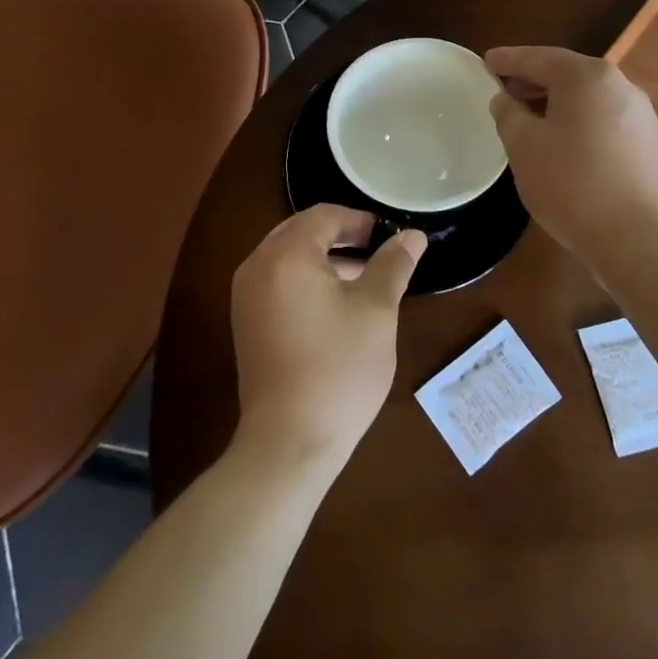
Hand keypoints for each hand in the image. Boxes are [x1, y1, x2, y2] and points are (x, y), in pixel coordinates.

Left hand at [229, 205, 426, 475]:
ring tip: (364, 281)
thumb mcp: (376, 312)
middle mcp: (257, 266)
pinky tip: (335, 307)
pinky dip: (306, 281)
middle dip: (341, 237)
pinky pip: (277, 282)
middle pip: (301, 232)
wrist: (288, 442)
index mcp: (286, 254)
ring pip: (288, 257)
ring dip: (325, 260)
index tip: (389, 237)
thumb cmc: (338, 369)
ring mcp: (245, 296)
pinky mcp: (246, 322)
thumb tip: (412, 235)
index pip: (324, 216)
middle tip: (378, 254)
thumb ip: (393, 265)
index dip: (359, 220)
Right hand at [486, 45, 657, 266]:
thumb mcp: (523, 145)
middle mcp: (619, 85)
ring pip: (586, 96)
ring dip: (554, 101)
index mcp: (587, 76)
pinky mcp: (647, 141)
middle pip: (566, 73)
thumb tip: (505, 99)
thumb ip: (508, 113)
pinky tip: (560, 140)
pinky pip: (602, 117)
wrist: (634, 237)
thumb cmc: (570, 183)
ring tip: (526, 116)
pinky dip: (576, 119)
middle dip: (532, 79)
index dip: (508, 60)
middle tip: (502, 89)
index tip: (486, 61)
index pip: (538, 58)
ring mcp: (639, 113)